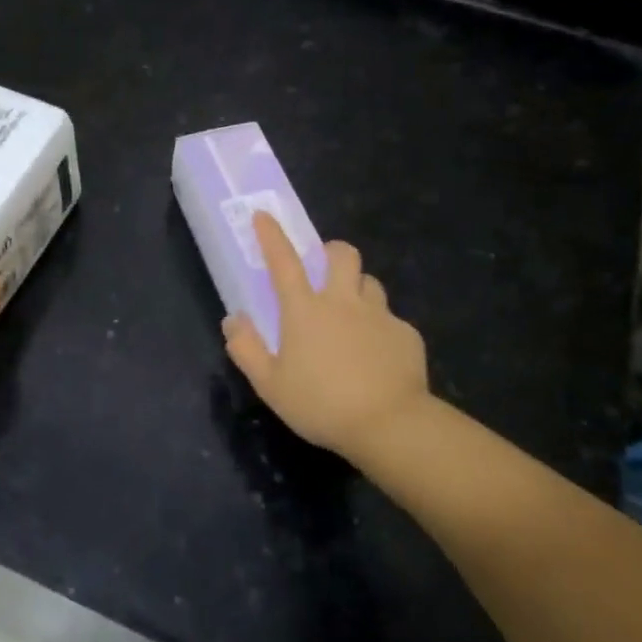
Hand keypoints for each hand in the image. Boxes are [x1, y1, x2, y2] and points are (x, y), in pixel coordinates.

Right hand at [222, 212, 430, 463]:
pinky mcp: (406, 335)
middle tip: (324, 269)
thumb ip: (246, 349)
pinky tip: (377, 356)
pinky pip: (391, 319)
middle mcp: (343, 302)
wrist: (391, 425)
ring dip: (357, 288)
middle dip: (331, 251)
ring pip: (370, 283)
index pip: (283, 262)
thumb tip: (234, 319)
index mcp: (305, 310)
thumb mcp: (270, 384)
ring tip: (351, 314)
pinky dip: (380, 328)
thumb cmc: (321, 404)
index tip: (264, 216)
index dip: (272, 236)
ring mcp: (379, 315)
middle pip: (342, 255)